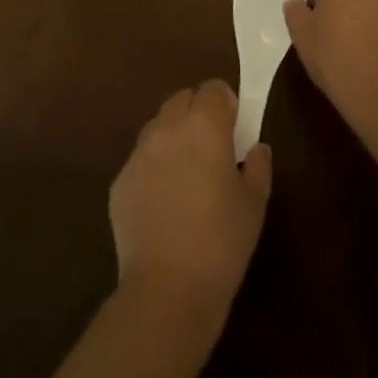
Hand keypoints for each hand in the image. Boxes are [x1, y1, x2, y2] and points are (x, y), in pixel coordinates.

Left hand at [109, 80, 272, 319]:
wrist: (167, 289)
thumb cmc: (221, 242)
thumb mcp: (254, 203)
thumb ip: (258, 165)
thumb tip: (255, 147)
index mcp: (204, 127)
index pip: (213, 89)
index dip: (226, 103)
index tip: (235, 127)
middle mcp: (167, 129)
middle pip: (182, 99)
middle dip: (198, 112)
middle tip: (213, 146)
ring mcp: (138, 154)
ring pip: (158, 126)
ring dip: (174, 135)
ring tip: (188, 172)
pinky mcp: (119, 182)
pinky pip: (141, 159)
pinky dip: (155, 166)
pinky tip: (165, 201)